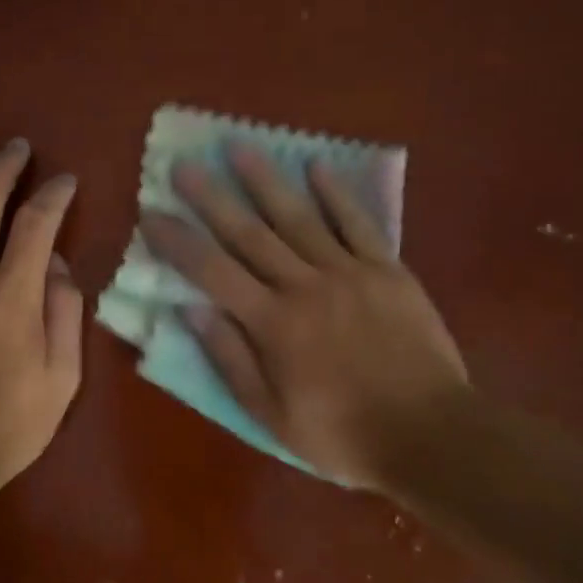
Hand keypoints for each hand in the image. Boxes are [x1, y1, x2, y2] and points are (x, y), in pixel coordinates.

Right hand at [140, 143, 466, 489]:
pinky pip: (357, 223)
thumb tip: (190, 310)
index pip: (212, 271)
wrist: (431, 435)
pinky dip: (335, 193)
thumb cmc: (342, 434)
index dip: (178, 241)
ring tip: (239, 147)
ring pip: (298, 217)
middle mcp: (304, 286)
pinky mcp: (387, 271)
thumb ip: (231, 359)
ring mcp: (349, 272)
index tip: (151, 213)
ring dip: (265, 180)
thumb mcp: (271, 415)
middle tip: (184, 163)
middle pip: (249, 233)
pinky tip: (316, 166)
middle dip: (212, 197)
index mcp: (272, 323)